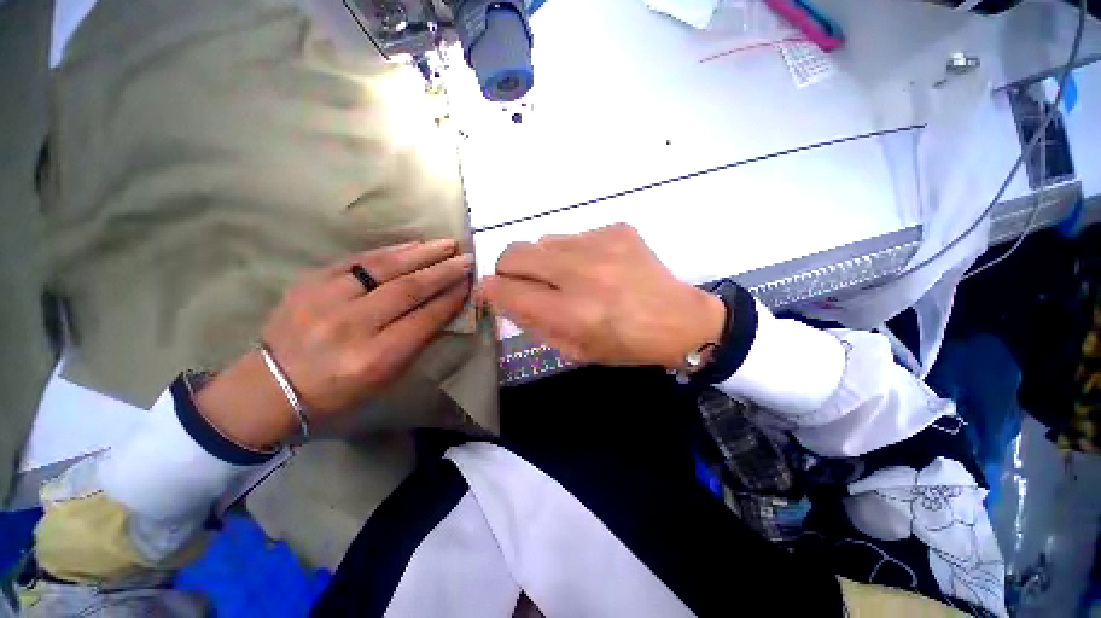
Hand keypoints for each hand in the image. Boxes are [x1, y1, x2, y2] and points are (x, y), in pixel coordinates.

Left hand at [196, 239, 471, 448]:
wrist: (274, 383)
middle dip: (443, 271)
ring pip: (384, 267)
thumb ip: (417, 339)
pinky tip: (413, 245)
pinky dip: (390, 251)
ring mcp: (325, 299)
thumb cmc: (341, 388)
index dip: (451, 298)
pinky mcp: (309, 281)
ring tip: (446, 244)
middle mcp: (351, 325)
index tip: (469, 284)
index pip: (424, 319)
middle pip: (408, 289)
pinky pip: (358, 259)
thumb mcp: (387, 376)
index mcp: (374, 357)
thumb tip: (445, 305)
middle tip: (466, 259)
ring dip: (421, 254)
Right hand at [480, 224, 725, 367]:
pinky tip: (597, 267)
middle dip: (509, 269)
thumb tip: (503, 297)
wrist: (677, 320)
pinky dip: (575, 252)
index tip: (492, 292)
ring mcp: (601, 245)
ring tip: (569, 277)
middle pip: (514, 254)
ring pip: (543, 241)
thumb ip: (534, 324)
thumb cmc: (624, 344)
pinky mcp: (617, 229)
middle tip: (525, 282)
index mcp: (571, 313)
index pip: (507, 291)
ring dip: (545, 261)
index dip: (491, 291)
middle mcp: (582, 274)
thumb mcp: (575, 350)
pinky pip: (575, 235)